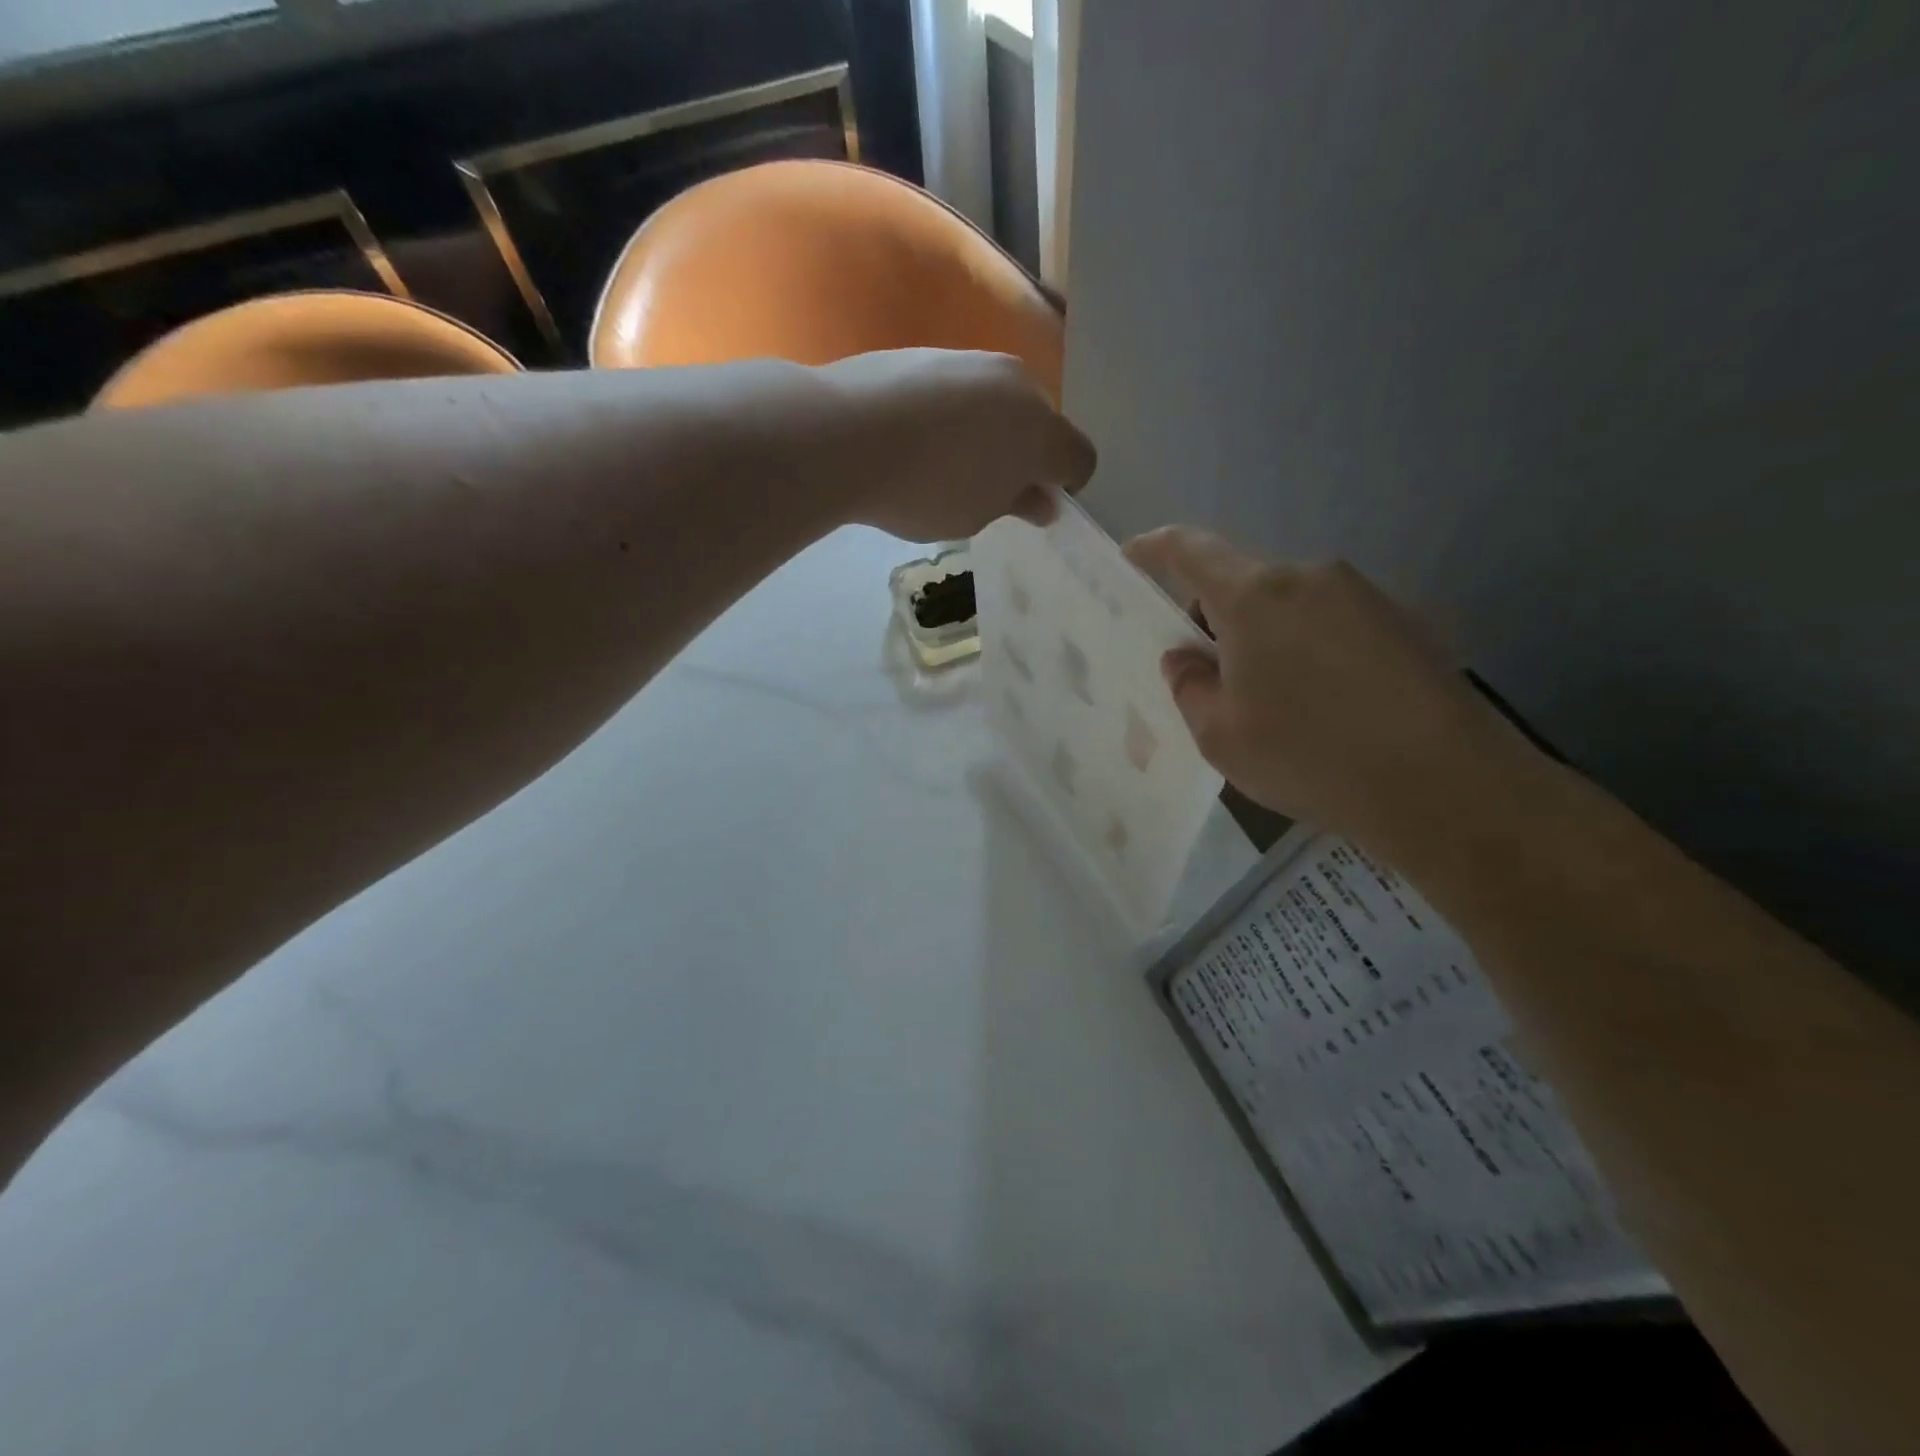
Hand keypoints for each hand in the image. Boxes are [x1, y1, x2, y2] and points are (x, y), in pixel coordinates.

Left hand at [822, 349, 1095, 541]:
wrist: (844, 434)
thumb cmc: (923, 490)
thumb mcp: (975, 516)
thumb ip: (1016, 505)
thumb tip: (1042, 501)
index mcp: (1042, 431)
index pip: (1079, 459)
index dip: (1064, 486)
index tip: (1030, 506)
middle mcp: (1018, 384)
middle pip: (1042, 423)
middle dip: (1026, 455)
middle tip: (989, 488)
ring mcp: (974, 361)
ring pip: (1002, 402)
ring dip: (991, 431)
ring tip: (947, 461)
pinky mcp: (933, 353)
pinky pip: (962, 390)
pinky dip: (955, 413)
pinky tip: (919, 436)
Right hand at [1123, 528, 1534, 856]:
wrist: (1446, 785)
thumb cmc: (1309, 755)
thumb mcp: (1219, 735)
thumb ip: (1189, 687)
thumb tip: (1185, 658)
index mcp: (1255, 596)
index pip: (1192, 550)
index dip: (1156, 547)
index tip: (1133, 553)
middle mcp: (1310, 578)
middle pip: (1245, 581)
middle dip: (1215, 616)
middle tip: (1206, 673)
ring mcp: (1366, 597)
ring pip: (1291, 605)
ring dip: (1266, 637)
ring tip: (1269, 700)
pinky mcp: (1406, 624)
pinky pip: (1333, 624)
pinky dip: (1309, 650)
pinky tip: (1321, 706)